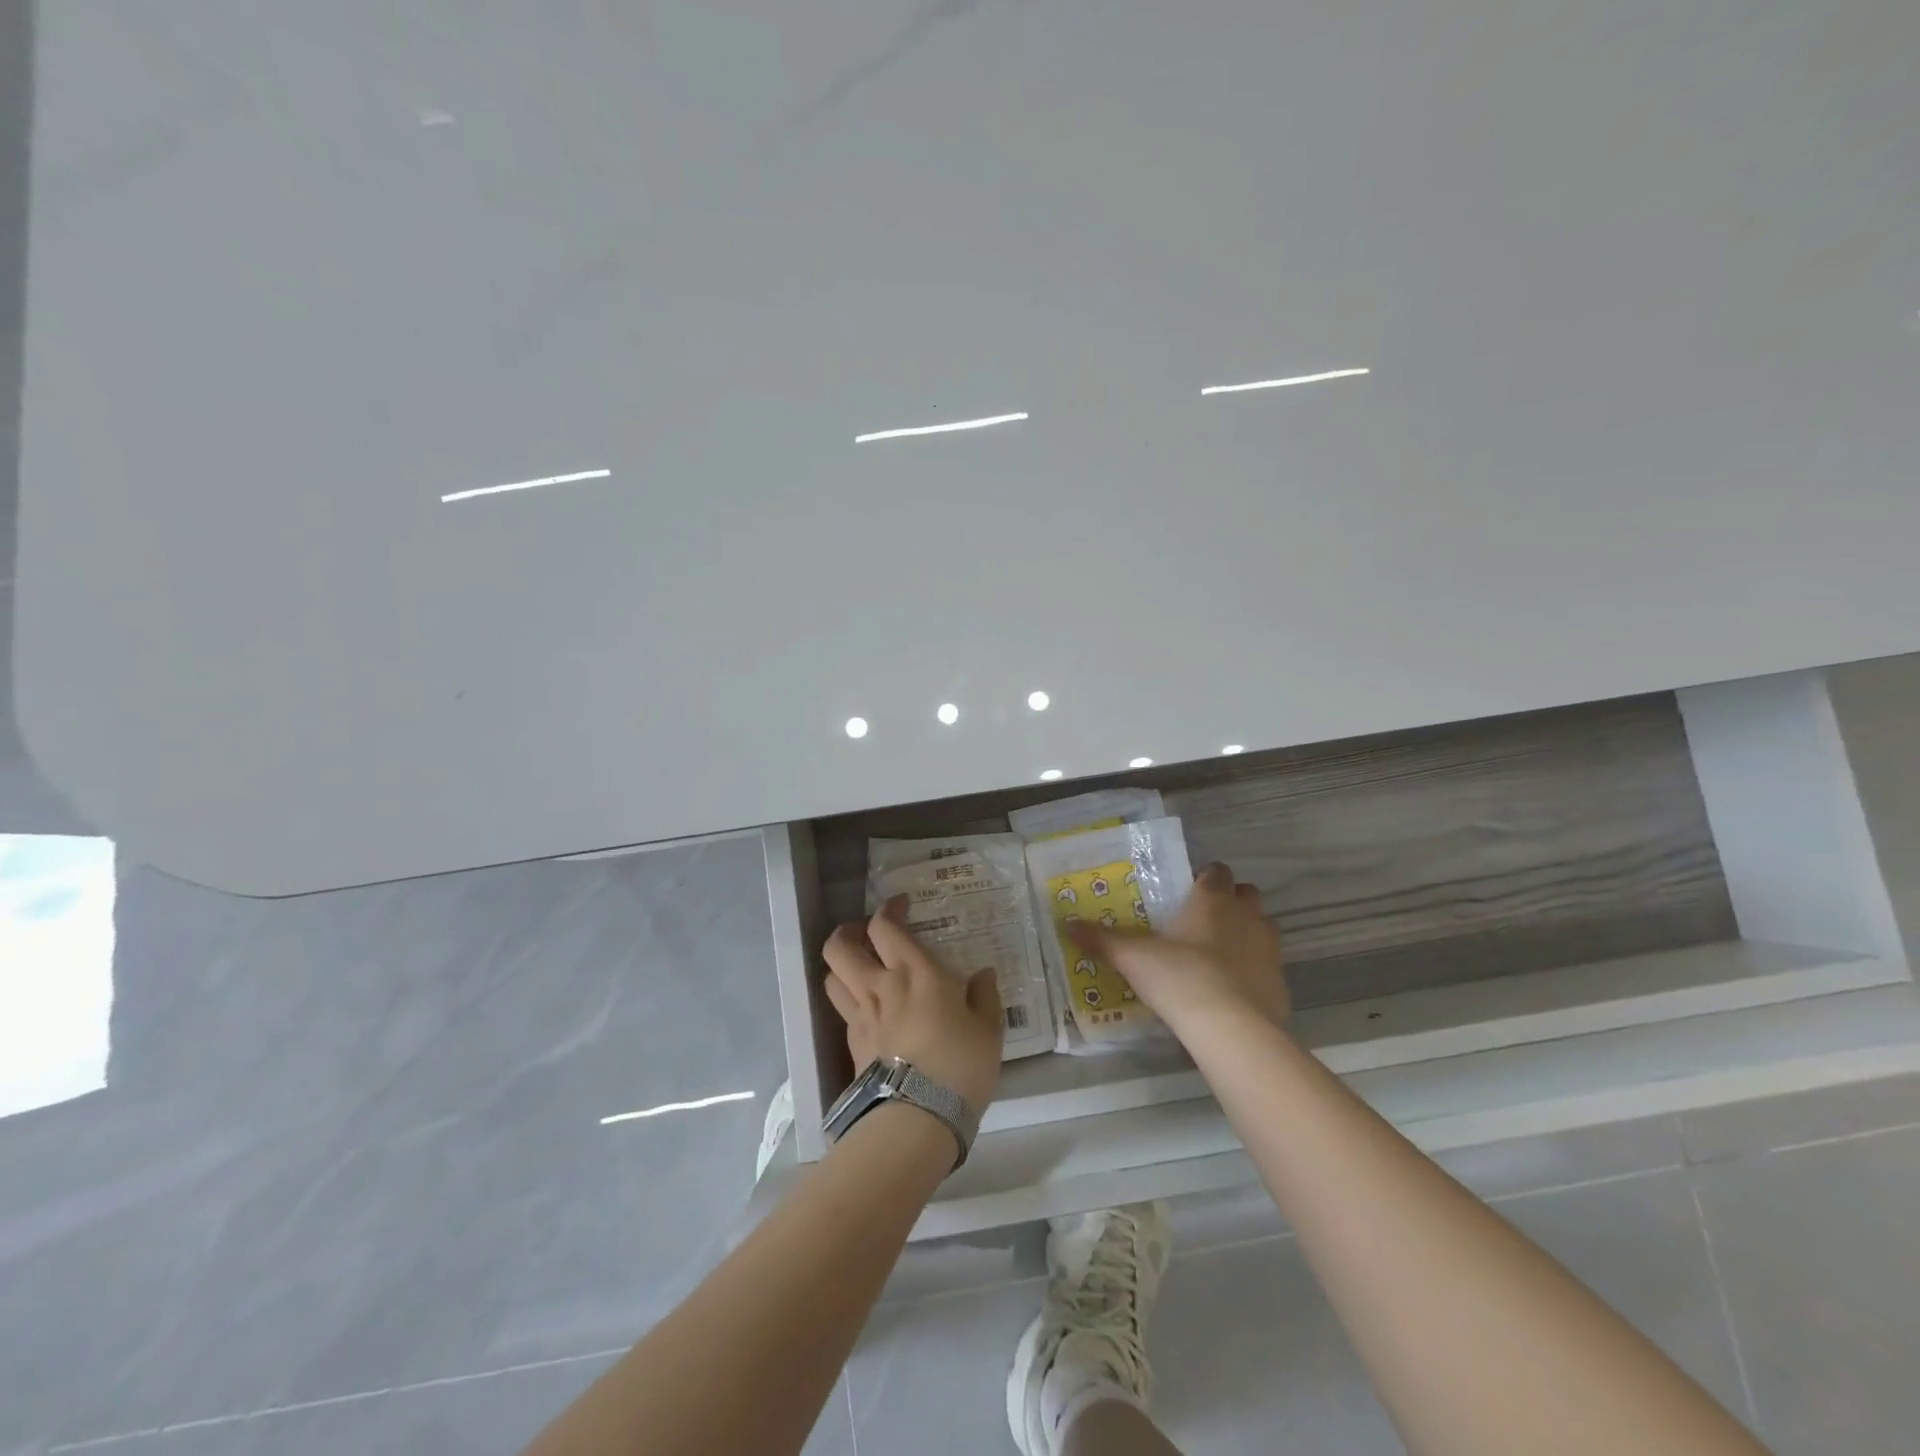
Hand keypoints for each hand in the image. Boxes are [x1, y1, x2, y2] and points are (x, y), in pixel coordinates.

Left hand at [822, 896, 1003, 1113]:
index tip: (900, 905)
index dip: (888, 909)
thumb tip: (983, 975)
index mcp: (915, 971)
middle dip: (848, 931)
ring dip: (842, 964)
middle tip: (865, 932)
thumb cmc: (960, 1064)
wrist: (918, 1117)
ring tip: (859, 967)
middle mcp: (880, 985)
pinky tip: (869, 1009)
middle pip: (840, 946)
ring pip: (832, 976)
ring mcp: (861, 1015)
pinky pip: (842, 1009)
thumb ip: (984, 996)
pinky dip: (849, 999)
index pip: (885, 926)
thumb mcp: (987, 1029)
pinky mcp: (852, 1044)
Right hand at [1069, 862, 1289, 1031]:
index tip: (1187, 892)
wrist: (1231, 1028)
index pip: (1216, 871)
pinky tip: (1234, 990)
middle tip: (1204, 921)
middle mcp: (1246, 915)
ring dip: (1247, 933)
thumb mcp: (1132, 958)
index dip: (1204, 878)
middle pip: (1246, 894)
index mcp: (1211, 900)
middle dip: (1231, 901)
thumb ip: (1102, 940)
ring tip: (1219, 955)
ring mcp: (1269, 948)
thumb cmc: (1179, 977)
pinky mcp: (1281, 982)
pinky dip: (1255, 971)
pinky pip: (1269, 966)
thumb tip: (1067, 924)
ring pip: (1263, 926)